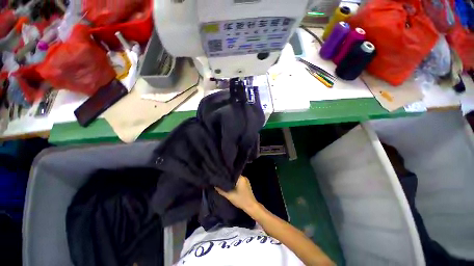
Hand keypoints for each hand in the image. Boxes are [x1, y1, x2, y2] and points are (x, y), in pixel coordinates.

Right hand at [215, 176, 258, 213]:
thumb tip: (215, 185)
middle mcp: (244, 177)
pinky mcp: (246, 184)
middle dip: (228, 178)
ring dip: (231, 181)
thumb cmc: (241, 200)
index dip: (226, 174)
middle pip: (234, 176)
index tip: (220, 175)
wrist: (251, 206)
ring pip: (236, 179)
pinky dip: (235, 183)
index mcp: (241, 178)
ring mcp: (246, 181)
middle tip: (221, 179)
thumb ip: (221, 190)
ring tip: (224, 182)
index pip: (231, 173)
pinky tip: (230, 185)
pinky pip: (239, 181)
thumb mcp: (229, 195)